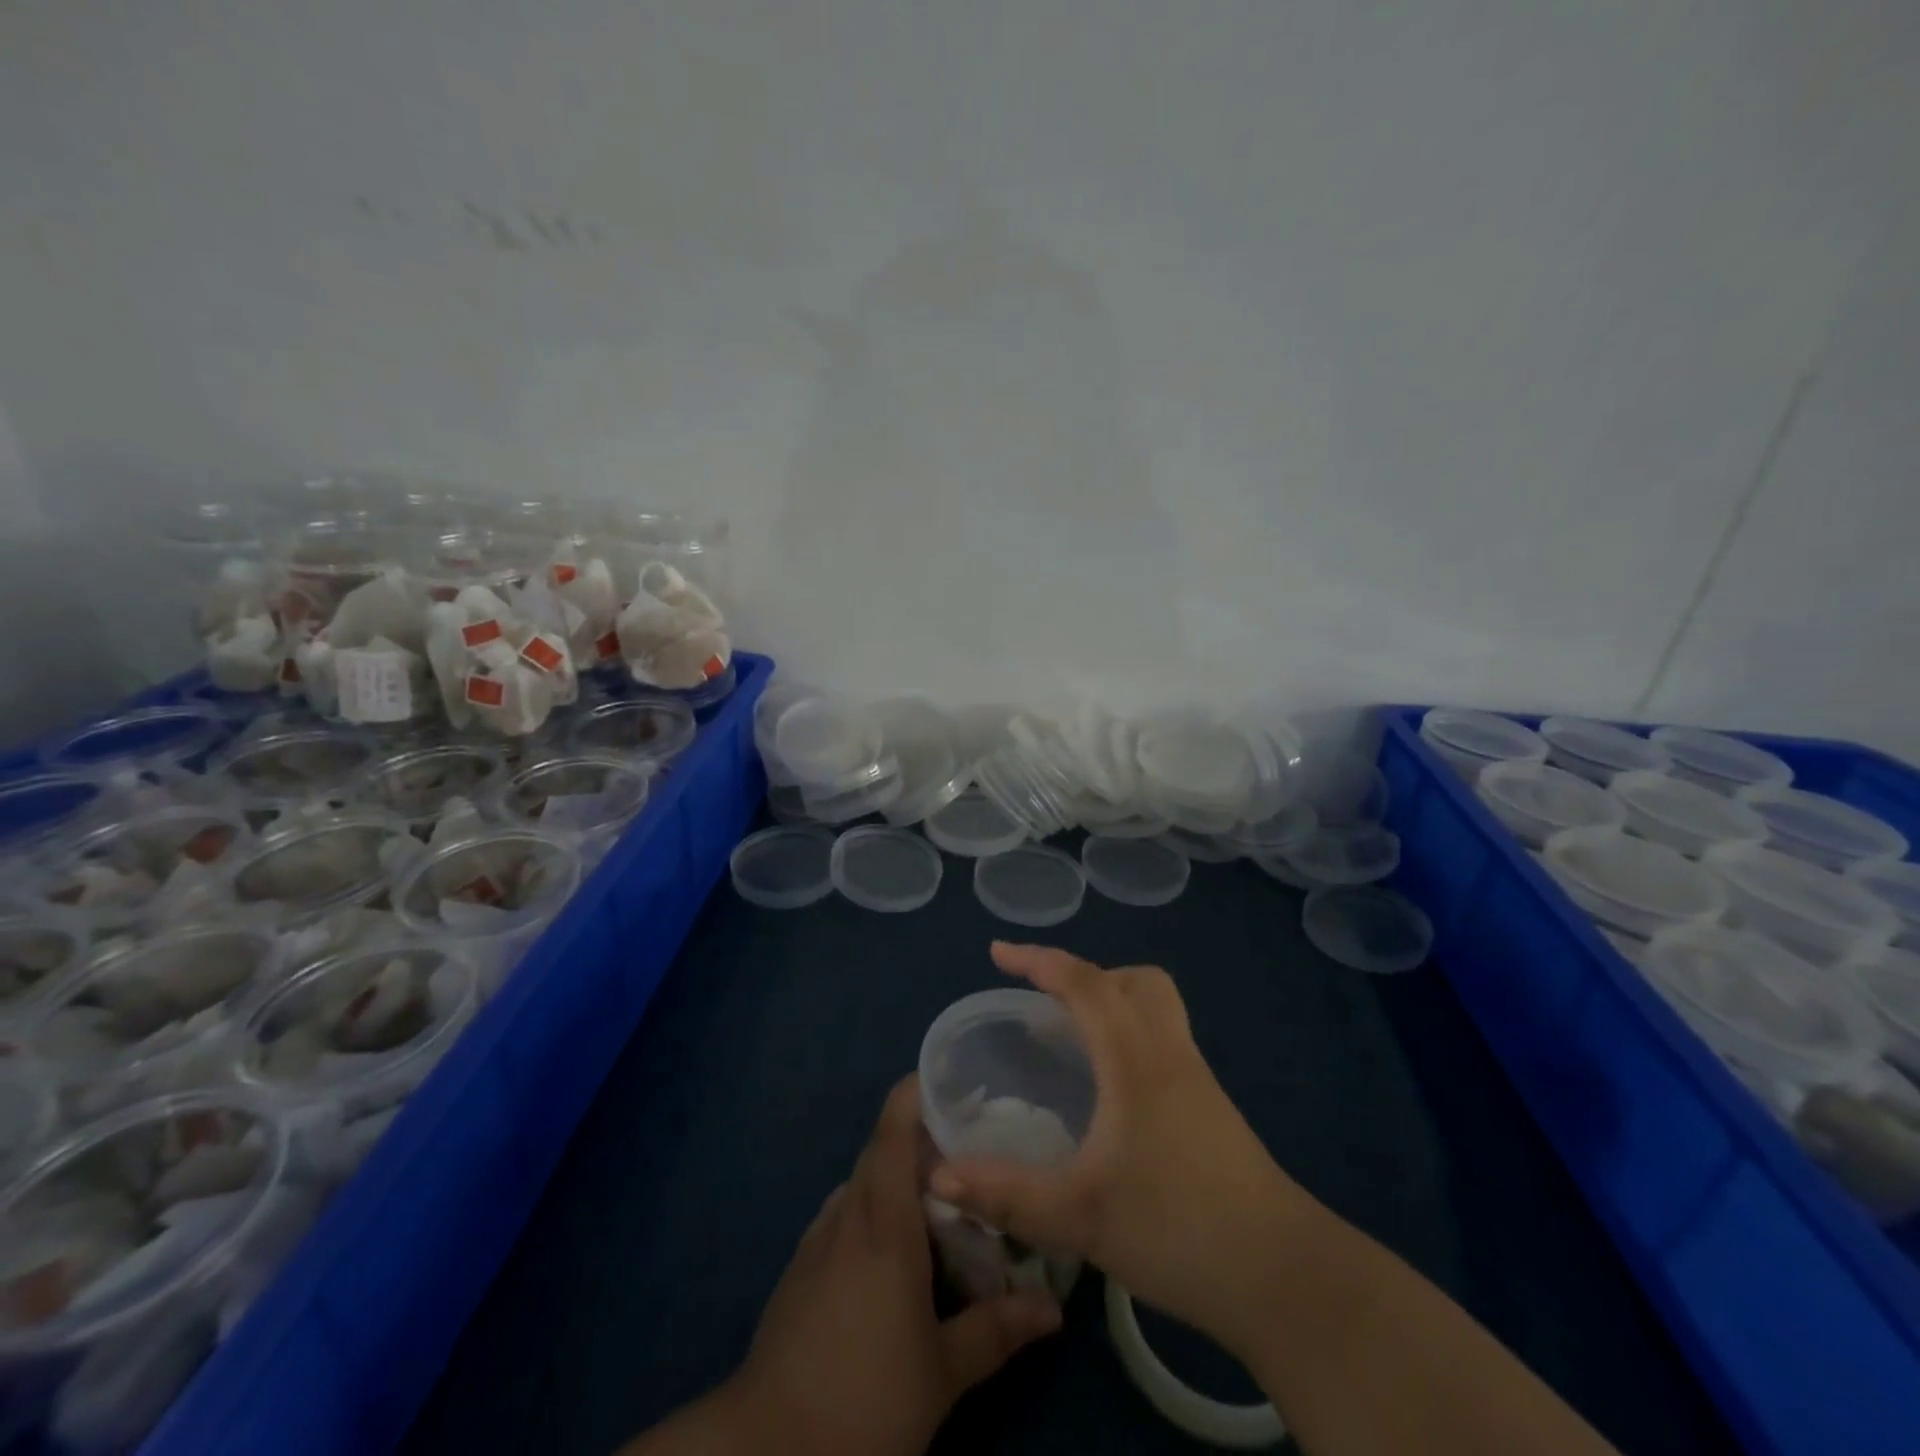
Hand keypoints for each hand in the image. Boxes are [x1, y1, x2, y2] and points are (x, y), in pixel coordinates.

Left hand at [730, 1075, 1061, 1455]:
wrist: (765, 1447)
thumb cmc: (863, 1398)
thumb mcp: (941, 1374)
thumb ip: (997, 1330)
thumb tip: (1054, 1308)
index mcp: (883, 1220)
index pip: (894, 1127)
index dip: (919, 1092)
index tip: (959, 1082)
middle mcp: (848, 1212)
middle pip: (882, 1147)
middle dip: (924, 1137)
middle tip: (973, 1145)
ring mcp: (818, 1236)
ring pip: (864, 1180)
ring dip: (898, 1175)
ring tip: (943, 1194)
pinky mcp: (801, 1264)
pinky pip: (845, 1212)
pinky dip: (875, 1208)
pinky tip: (897, 1245)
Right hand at [928, 943, 1311, 1355]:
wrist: (1282, 1275)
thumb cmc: (1177, 1228)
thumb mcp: (1078, 1216)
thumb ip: (1004, 1194)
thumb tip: (937, 1176)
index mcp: (1135, 1056)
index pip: (1083, 982)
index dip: (1037, 959)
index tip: (997, 953)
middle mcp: (1167, 1050)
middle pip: (1131, 980)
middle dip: (1082, 977)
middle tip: (1044, 1006)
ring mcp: (1196, 1076)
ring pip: (1154, 1006)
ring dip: (1111, 1002)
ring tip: (1072, 1041)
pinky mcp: (1210, 1105)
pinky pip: (1162, 1038)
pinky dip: (1129, 1035)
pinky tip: (1109, 1093)